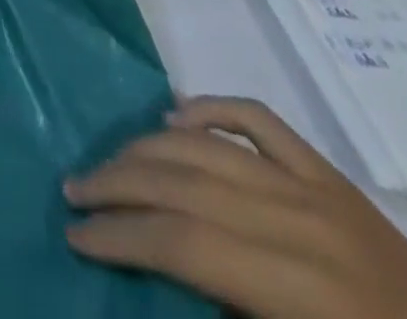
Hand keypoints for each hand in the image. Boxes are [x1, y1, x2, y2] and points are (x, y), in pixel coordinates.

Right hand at [65, 97, 406, 318]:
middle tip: (73, 192)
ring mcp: (319, 187)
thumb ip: (226, 311)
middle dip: (118, 185)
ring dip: (146, 148)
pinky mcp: (333, 175)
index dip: (121, 237)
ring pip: (207, 144)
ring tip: (107, 161)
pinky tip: (174, 117)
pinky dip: (209, 108)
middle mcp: (302, 220)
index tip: (75, 237)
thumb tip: (158, 276)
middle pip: (185, 183)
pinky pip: (259, 119)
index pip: (183, 243)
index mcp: (300, 286)